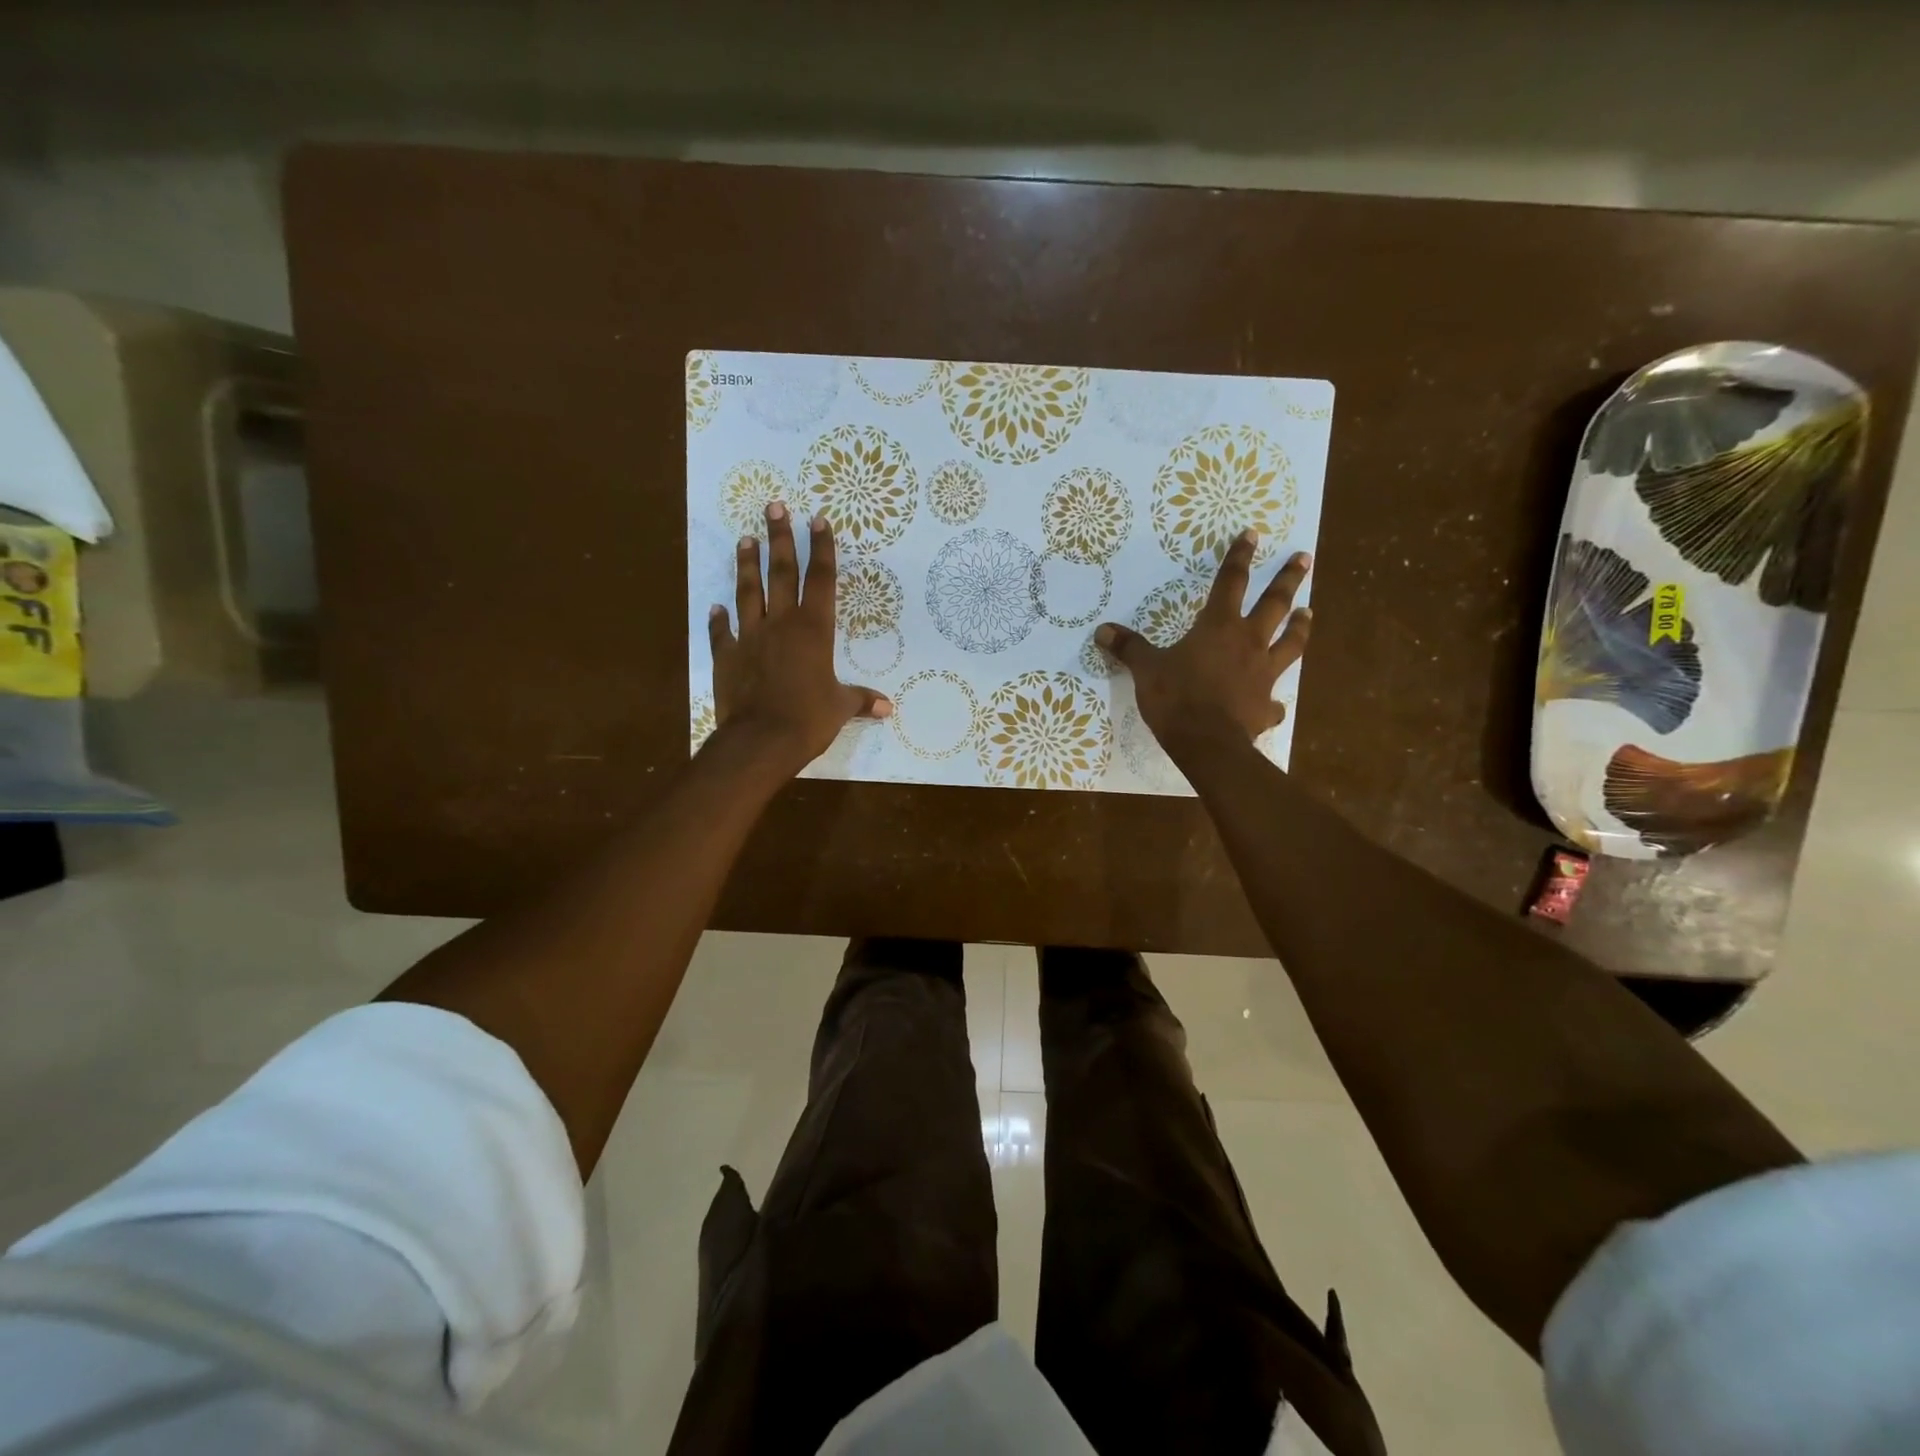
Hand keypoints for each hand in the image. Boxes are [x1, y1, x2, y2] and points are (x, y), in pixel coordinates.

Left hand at [708, 503, 890, 770]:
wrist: (761, 740)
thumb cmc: (809, 719)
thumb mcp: (840, 708)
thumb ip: (861, 700)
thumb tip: (887, 708)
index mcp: (814, 630)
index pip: (820, 580)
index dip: (822, 549)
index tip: (818, 520)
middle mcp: (781, 624)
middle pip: (781, 573)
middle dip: (780, 538)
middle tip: (774, 507)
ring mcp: (750, 637)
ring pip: (748, 592)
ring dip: (747, 565)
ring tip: (746, 539)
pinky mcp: (726, 656)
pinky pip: (722, 632)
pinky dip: (719, 619)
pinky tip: (716, 606)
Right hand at [1095, 533, 1311, 754]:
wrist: (1206, 743)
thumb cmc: (1176, 698)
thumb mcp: (1146, 669)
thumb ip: (1129, 648)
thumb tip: (1102, 630)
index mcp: (1218, 627)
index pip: (1230, 583)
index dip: (1239, 557)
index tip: (1252, 535)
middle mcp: (1248, 643)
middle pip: (1275, 604)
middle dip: (1288, 580)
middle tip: (1306, 559)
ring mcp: (1263, 674)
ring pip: (1290, 643)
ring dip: (1301, 627)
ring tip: (1309, 612)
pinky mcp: (1265, 706)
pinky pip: (1274, 702)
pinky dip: (1274, 702)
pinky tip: (1275, 705)